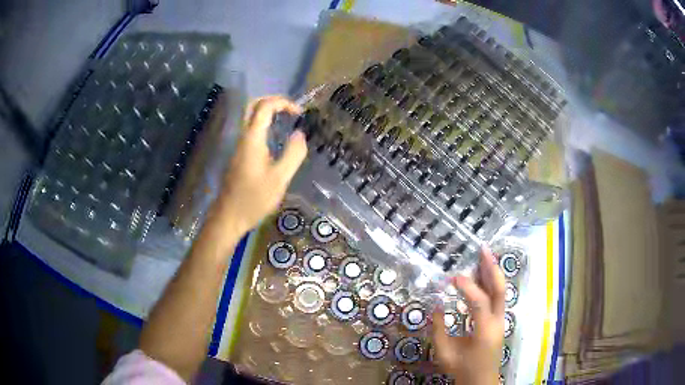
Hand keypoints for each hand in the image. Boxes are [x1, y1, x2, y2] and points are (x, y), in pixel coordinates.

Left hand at [212, 96, 306, 234]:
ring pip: (250, 117)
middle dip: (272, 100)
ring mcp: (239, 146)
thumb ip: (293, 154)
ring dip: (268, 111)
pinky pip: (251, 129)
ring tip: (287, 119)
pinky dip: (264, 123)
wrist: (229, 216)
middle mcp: (243, 137)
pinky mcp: (239, 155)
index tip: (299, 113)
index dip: (283, 102)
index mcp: (252, 139)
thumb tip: (300, 134)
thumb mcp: (280, 179)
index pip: (265, 106)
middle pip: (252, 105)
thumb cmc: (254, 199)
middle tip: (290, 109)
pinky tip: (276, 137)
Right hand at [432, 247, 505, 384]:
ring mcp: (500, 321)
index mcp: (484, 331)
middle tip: (483, 249)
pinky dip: (491, 283)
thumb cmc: (462, 369)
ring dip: (492, 272)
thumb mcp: (444, 353)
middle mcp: (497, 322)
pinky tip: (482, 275)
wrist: (480, 380)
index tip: (452, 277)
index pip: (480, 303)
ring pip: (501, 291)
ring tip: (484, 255)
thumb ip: (438, 329)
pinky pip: (497, 298)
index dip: (467, 287)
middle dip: (492, 268)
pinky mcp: (498, 321)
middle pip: (500, 290)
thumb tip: (436, 304)